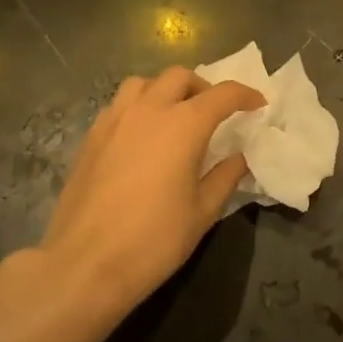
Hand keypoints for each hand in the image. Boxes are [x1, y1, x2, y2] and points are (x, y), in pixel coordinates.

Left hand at [25, 67, 262, 316]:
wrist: (84, 264)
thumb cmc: (154, 240)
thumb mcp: (203, 212)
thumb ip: (225, 176)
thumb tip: (238, 157)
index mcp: (182, 125)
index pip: (222, 94)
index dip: (245, 95)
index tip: (258, 104)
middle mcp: (147, 111)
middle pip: (179, 77)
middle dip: (203, 87)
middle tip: (215, 112)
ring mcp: (113, 121)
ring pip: (142, 83)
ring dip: (165, 91)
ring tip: (174, 116)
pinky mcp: (90, 138)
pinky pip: (119, 105)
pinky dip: (138, 108)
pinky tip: (142, 137)